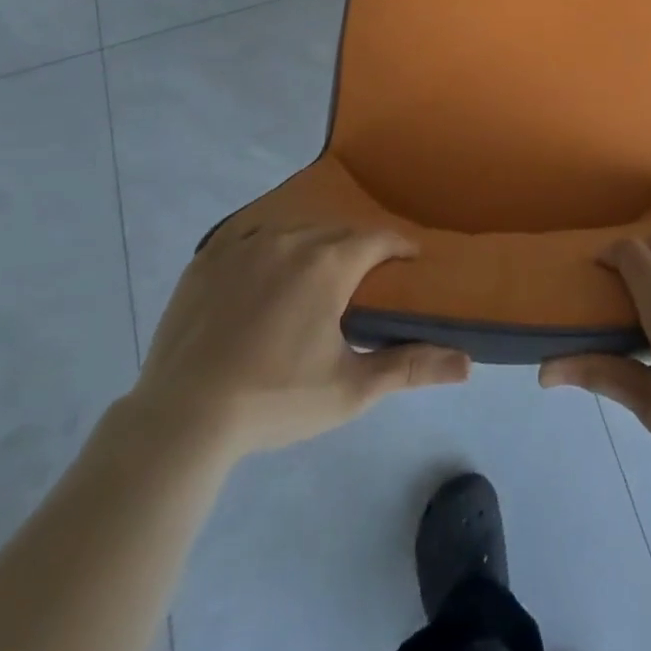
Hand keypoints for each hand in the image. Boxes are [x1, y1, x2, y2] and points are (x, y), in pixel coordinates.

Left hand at [131, 220, 470, 467]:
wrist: (183, 418)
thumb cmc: (276, 399)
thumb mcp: (350, 389)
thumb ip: (410, 367)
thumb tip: (467, 364)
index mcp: (329, 263)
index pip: (378, 240)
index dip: (399, 248)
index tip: (411, 261)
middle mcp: (290, 239)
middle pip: (337, 232)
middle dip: (357, 249)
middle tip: (364, 280)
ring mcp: (244, 245)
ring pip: (294, 231)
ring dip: (313, 247)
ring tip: (316, 277)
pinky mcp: (208, 258)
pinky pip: (250, 238)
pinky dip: (268, 250)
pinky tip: (265, 275)